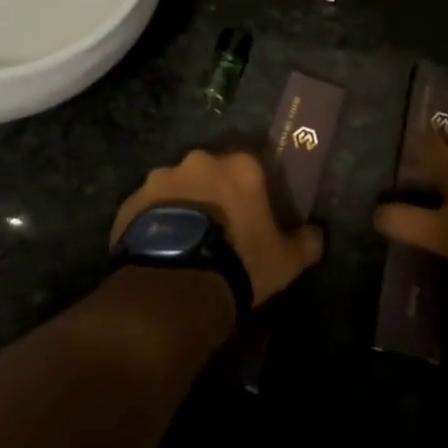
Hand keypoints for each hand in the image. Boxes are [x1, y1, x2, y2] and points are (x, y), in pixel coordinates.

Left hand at [111, 149, 324, 307]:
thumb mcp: (285, 261)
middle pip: (210, 173)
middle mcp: (199, 162)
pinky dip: (154, 223)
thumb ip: (306, 242)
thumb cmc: (240, 263)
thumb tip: (317, 234)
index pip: (251, 167)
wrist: (176, 286)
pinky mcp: (130, 203)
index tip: (250, 216)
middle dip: (213, 194)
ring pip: (176, 188)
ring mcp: (160, 180)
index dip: (251, 192)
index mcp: (240, 166)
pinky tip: (160, 250)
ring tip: (184, 242)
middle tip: (217, 228)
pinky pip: (147, 209)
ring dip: (181, 206)